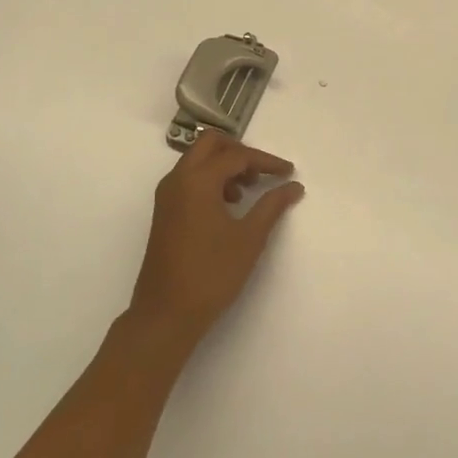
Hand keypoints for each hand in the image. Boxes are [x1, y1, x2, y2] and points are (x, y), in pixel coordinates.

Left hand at [128, 133, 304, 350]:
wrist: (166, 313)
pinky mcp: (164, 212)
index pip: (237, 156)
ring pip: (197, 160)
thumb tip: (293, 186)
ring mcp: (167, 195)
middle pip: (210, 144)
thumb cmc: (211, 273)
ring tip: (246, 192)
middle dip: (239, 151)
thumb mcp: (249, 238)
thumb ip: (272, 205)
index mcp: (197, 180)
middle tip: (262, 172)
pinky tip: (227, 207)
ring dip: (223, 165)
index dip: (266, 161)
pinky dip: (210, 180)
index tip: (289, 173)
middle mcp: (177, 179)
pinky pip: (188, 179)